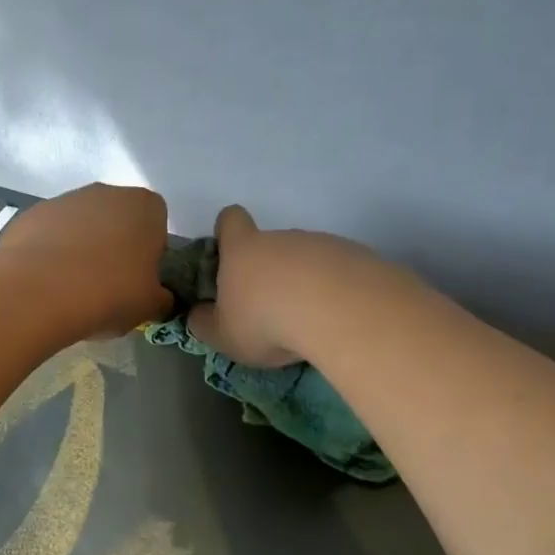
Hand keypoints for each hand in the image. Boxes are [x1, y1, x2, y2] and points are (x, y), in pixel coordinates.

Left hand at [0, 183, 172, 337]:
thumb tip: (159, 299)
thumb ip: (161, 298)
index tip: (137, 282)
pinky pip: (48, 236)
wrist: (39, 292)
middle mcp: (106, 192)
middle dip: (113, 250)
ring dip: (79, 252)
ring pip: (80, 228)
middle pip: (116, 222)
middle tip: (106, 289)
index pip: (156, 226)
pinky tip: (45, 285)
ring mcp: (64, 200)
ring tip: (71, 291)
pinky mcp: (30, 214)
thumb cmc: (110, 294)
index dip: (148, 256)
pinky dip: (48, 256)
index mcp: (145, 207)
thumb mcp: (150, 306)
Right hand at [187, 205, 375, 365]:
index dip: (227, 233)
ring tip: (307, 321)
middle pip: (270, 244)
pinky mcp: (356, 256)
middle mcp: (281, 238)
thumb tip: (198, 314)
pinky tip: (336, 319)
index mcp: (243, 249)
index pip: (230, 219)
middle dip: (268, 271)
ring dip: (303, 283)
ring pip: (306, 259)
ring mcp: (321, 244)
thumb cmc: (266, 321)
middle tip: (269, 310)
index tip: (228, 257)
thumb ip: (204, 323)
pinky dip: (333, 291)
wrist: (339, 312)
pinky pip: (338, 271)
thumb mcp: (222, 335)